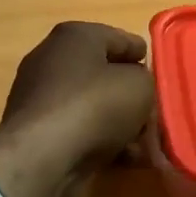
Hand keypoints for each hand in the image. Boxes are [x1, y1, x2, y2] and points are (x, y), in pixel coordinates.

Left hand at [0, 22, 154, 196]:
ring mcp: (40, 96)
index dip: (142, 55)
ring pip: (93, 106)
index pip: (118, 39)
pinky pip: (79, 129)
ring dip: (120, 124)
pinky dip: (101, 141)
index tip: (158, 73)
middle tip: (155, 114)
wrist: (43, 157)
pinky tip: (125, 159)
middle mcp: (52, 60)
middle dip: (132, 96)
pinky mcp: (36, 130)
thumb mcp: (140, 86)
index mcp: (75, 37)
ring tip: (145, 145)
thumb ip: (146, 82)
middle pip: (105, 75)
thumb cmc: (95, 106)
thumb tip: (135, 89)